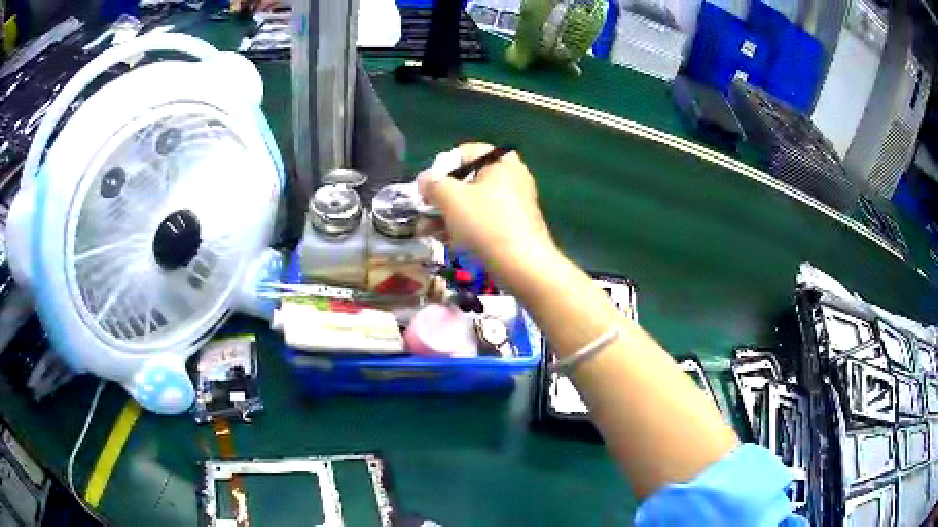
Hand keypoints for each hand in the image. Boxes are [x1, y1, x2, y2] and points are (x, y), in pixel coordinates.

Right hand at [417, 143, 558, 282]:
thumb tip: (424, 179)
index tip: (428, 187)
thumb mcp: (451, 198)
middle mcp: (511, 178)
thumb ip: (433, 184)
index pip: (465, 152)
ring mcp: (514, 204)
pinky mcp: (513, 227)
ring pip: (473, 203)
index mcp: (501, 162)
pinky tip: (445, 240)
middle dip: (442, 196)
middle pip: (468, 179)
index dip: (441, 167)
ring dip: (448, 214)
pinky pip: (483, 220)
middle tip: (424, 210)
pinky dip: (464, 227)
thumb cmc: (486, 224)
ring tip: (426, 230)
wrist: (522, 266)